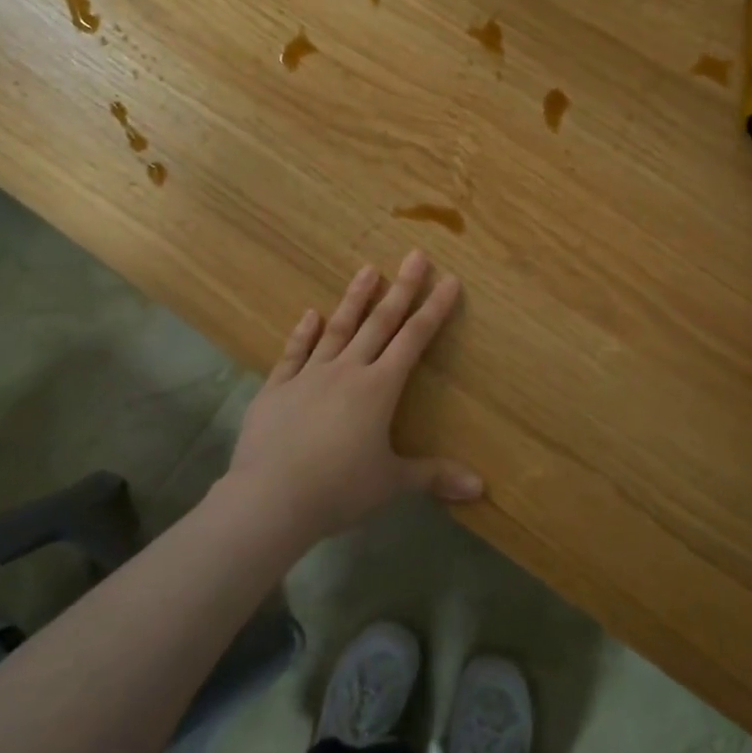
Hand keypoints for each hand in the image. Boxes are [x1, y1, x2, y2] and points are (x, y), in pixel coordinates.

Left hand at [225, 251, 481, 539]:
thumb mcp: (391, 483)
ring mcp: (309, 376)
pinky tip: (309, 314)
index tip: (448, 280)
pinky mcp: (277, 388)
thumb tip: (480, 489)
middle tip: (415, 255)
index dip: (434, 309)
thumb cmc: (339, 488)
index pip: (414, 340)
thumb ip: (433, 476)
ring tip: (368, 269)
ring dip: (355, 298)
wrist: (271, 497)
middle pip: (379, 323)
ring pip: (337, 328)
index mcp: (379, 389)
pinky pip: (293, 353)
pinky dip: (303, 333)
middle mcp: (347, 371)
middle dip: (401, 289)